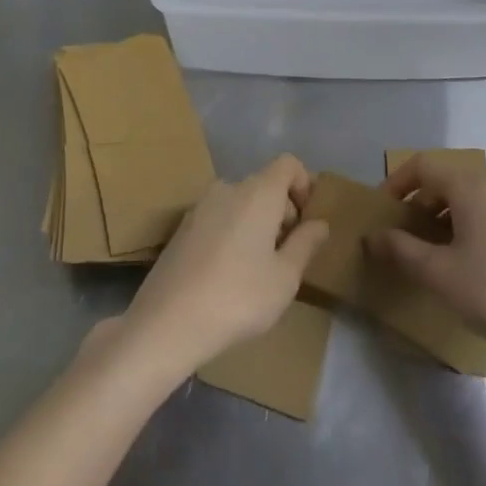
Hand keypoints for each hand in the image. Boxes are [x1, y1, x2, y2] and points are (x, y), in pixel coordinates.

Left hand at [118, 154, 330, 378]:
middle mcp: (227, 188)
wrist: (167, 322)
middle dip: (282, 211)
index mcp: (257, 192)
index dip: (305, 185)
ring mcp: (199, 207)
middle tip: (287, 254)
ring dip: (256, 224)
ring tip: (259, 268)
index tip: (307, 222)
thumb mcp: (285, 277)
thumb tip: (319, 223)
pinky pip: (219, 218)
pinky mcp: (181, 228)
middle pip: (264, 185)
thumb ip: (306, 244)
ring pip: (240, 203)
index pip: (288, 164)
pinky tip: (228, 274)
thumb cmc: (238, 297)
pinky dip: (232, 233)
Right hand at [368, 155, 485, 367]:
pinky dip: (470, 226)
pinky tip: (469, 263)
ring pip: (471, 200)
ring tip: (434, 252)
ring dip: (445, 216)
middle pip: (448, 181)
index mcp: (472, 188)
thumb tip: (372, 236)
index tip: (383, 211)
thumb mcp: (437, 274)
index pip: (424, 166)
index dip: (397, 183)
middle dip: (421, 203)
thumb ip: (400, 249)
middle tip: (405, 236)